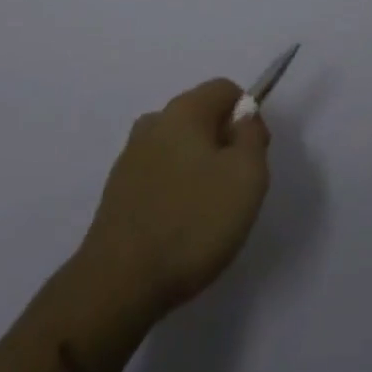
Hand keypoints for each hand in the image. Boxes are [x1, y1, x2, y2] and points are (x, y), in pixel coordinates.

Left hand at [80, 79, 270, 317]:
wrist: (119, 282)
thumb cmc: (192, 222)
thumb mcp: (246, 177)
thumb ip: (252, 137)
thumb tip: (244, 117)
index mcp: (184, 109)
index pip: (226, 89)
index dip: (248, 117)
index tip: (253, 157)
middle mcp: (154, 121)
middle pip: (201, 116)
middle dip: (223, 144)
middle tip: (234, 190)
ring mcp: (131, 155)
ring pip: (178, 147)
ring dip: (198, 168)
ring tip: (207, 214)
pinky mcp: (117, 190)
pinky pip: (158, 175)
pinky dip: (174, 190)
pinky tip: (179, 227)